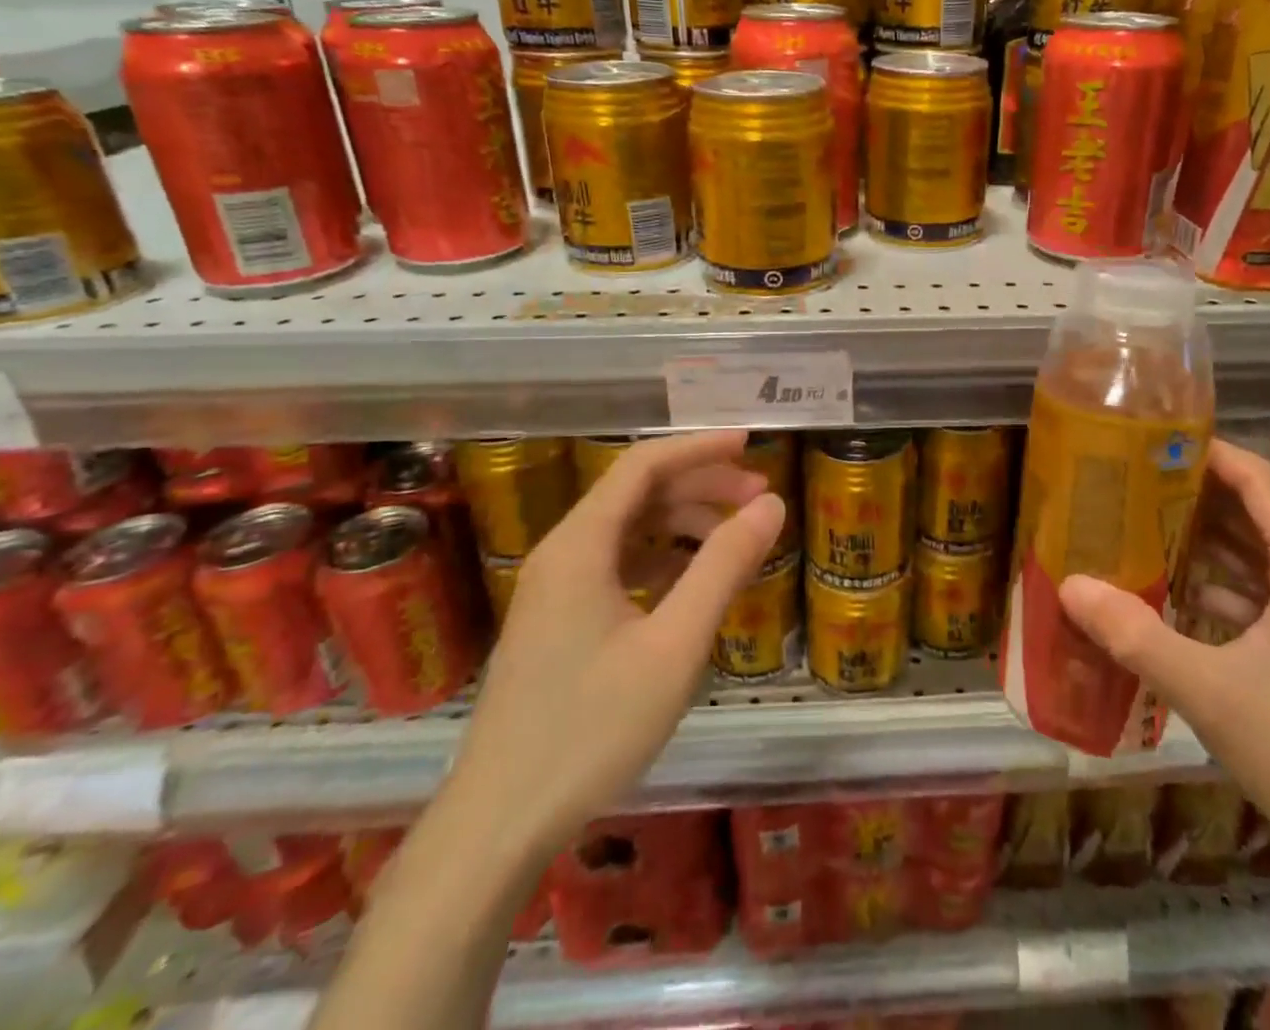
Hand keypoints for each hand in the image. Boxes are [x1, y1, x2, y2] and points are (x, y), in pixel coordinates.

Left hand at [447, 430, 785, 854]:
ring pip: (629, 529)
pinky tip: (693, 580)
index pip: (644, 465)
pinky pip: (618, 565)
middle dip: (701, 485)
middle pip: (637, 493)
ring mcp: (555, 589)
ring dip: (684, 522)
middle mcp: (563, 553)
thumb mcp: (675, 646)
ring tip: (736, 538)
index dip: (700, 447)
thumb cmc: (592, 729)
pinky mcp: (558, 621)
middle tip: (759, 498)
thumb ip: (723, 567)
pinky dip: (662, 558)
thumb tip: (771, 506)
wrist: (499, 824)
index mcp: (581, 544)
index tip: (751, 444)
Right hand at [1059, 438, 1269, 890]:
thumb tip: (1069, 586)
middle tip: (1131, 484)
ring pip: (1260, 556)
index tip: (1152, 440)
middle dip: (1194, 494)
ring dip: (1206, 541)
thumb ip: (1135, 636)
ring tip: (1143, 530)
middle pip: (1255, 512)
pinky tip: (1180, 598)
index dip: (1208, 450)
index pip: (1257, 478)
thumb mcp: (1209, 691)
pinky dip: (1224, 585)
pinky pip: (1267, 595)